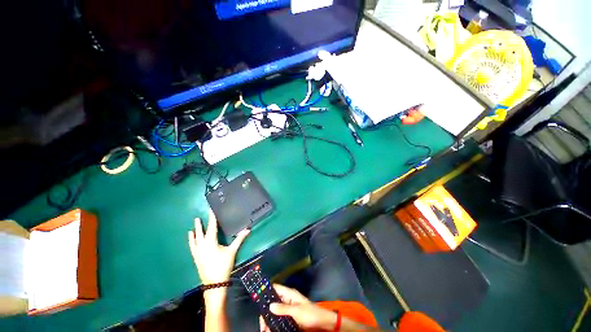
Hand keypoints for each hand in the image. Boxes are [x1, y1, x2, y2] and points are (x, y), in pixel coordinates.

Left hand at [187, 210, 249, 284]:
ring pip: (195, 240)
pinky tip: (191, 239)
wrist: (214, 283)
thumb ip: (239, 239)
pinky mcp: (196, 258)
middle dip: (200, 224)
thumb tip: (248, 229)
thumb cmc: (223, 265)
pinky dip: (191, 242)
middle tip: (198, 217)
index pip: (211, 227)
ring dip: (195, 232)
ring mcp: (198, 252)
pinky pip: (192, 247)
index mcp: (211, 242)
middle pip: (201, 233)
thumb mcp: (232, 251)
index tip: (211, 211)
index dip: (212, 218)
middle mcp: (202, 245)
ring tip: (193, 226)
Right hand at [259, 284, 336, 331]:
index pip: (275, 288)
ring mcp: (288, 308)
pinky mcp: (290, 316)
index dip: (266, 291)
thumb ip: (283, 308)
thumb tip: (270, 306)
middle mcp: (287, 299)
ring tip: (264, 330)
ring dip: (269, 320)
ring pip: (275, 311)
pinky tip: (270, 330)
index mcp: (289, 294)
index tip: (257, 299)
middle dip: (266, 312)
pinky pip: (279, 318)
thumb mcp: (296, 311)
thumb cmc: (309, 313)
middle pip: (273, 302)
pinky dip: (274, 323)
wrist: (322, 322)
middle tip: (261, 324)